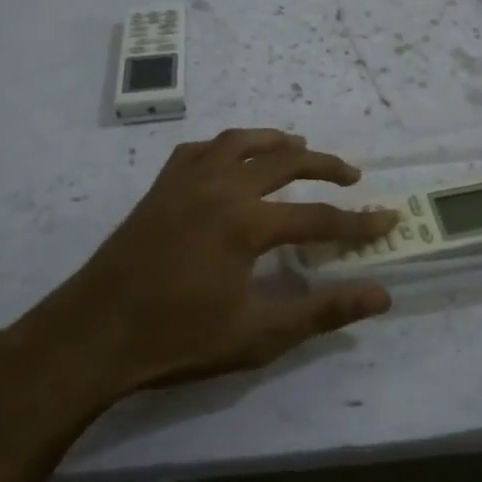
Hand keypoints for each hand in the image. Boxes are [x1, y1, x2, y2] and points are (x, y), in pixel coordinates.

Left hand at [19, 129, 398, 403]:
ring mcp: (185, 182)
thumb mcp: (258, 335)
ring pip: (241, 142)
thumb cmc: (176, 340)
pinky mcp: (160, 189)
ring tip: (300, 147)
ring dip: (276, 141)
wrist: (92, 335)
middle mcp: (220, 189)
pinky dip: (227, 147)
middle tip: (351, 176)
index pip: (318, 217)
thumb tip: (381, 295)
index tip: (389, 219)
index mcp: (245, 224)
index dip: (358, 222)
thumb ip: (322, 311)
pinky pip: (200, 150)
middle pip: (285, 161)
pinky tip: (233, 159)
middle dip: (325, 166)